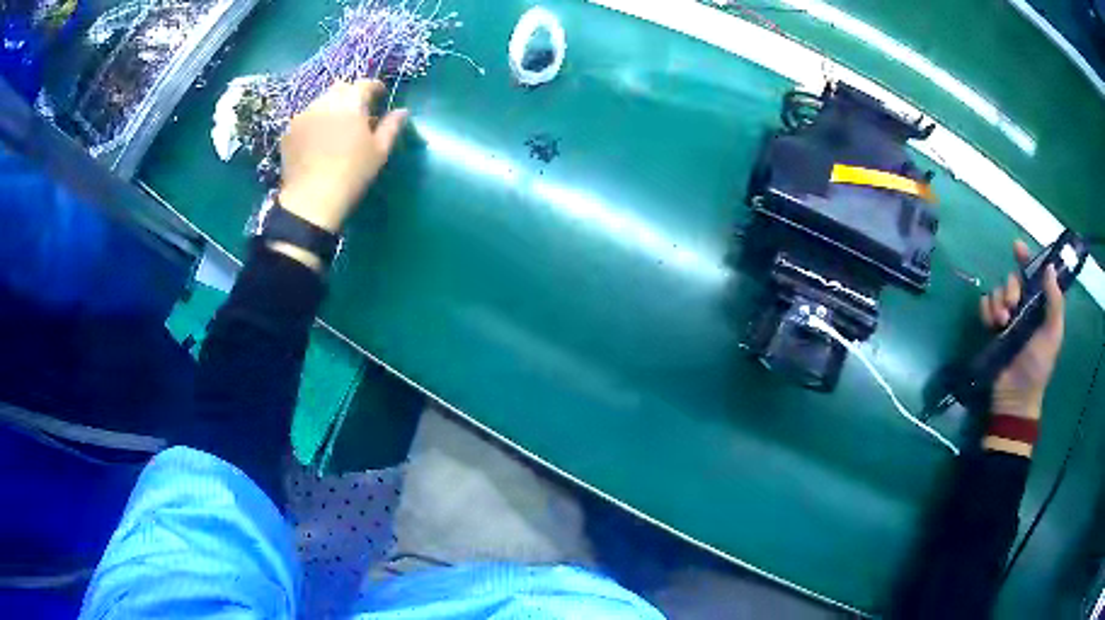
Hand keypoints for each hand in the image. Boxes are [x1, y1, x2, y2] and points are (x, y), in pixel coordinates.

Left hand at [278, 80, 408, 233]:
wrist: (312, 199)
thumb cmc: (352, 173)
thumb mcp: (379, 151)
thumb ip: (392, 126)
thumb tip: (402, 111)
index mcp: (351, 102)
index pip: (365, 84)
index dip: (375, 88)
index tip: (380, 97)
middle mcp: (326, 101)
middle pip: (341, 88)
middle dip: (351, 94)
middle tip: (357, 112)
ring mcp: (304, 114)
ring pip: (321, 101)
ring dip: (331, 107)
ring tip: (335, 126)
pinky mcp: (289, 130)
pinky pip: (306, 117)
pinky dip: (314, 121)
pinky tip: (317, 139)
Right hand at [980, 240, 1064, 420]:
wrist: (1015, 396)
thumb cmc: (1038, 366)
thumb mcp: (1053, 334)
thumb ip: (1054, 302)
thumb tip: (1049, 268)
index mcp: (1040, 306)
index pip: (1034, 274)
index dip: (1027, 258)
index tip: (1017, 248)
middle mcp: (1024, 307)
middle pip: (1013, 280)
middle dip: (1010, 287)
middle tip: (1011, 306)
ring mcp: (1007, 318)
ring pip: (998, 291)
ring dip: (998, 302)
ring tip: (1001, 323)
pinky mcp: (992, 328)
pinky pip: (985, 305)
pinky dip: (987, 311)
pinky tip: (991, 324)